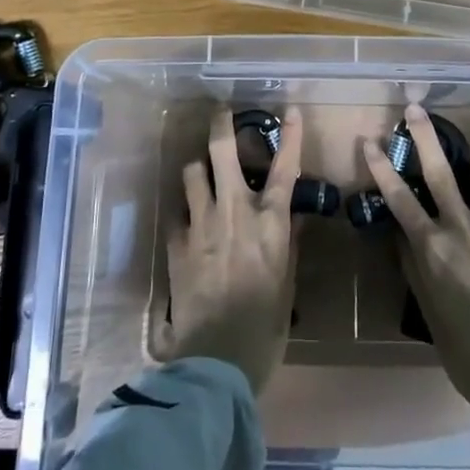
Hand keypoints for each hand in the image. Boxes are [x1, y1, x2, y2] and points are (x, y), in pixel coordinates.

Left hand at [156, 107, 302, 393]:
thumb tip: (292, 216)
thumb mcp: (286, 285)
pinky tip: (187, 219)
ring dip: (198, 168)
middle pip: (223, 152)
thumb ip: (288, 244)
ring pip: (193, 173)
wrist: (215, 360)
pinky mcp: (176, 243)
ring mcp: (201, 224)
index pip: (284, 168)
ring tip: (201, 172)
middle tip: (221, 114)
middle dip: (221, 126)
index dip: (290, 136)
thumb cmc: (263, 327)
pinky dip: (184, 209)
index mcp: (269, 223)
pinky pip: (178, 211)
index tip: (290, 110)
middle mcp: (234, 212)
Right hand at [364, 104, 469, 423]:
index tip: (371, 141)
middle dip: (425, 137)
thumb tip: (403, 232)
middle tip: (415, 109)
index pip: (400, 199)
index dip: (382, 167)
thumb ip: (414, 264)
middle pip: (440, 173)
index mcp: (433, 250)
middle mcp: (463, 232)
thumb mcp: (428, 308)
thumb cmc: (463, 348)